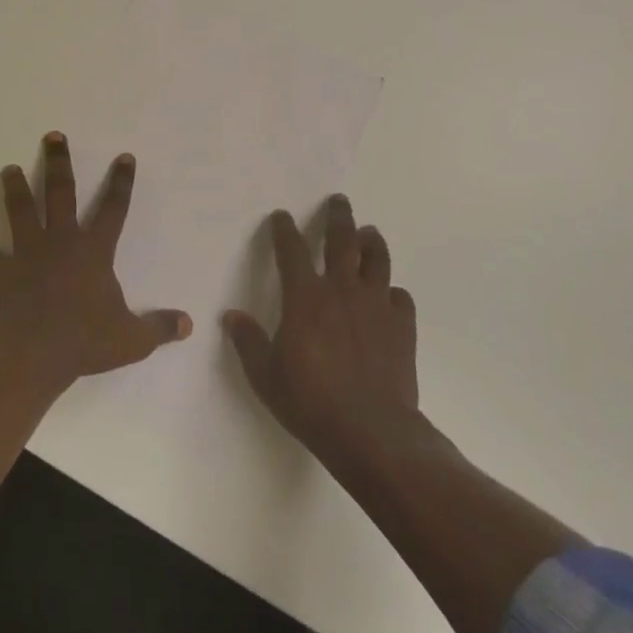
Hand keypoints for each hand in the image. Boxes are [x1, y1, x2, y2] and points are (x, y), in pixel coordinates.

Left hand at [0, 133, 191, 392]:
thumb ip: (159, 328)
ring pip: (21, 211)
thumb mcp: (132, 339)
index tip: (124, 156)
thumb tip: (188, 324)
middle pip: (60, 193)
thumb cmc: (84, 342)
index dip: (121, 182)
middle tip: (52, 136)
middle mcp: (61, 242)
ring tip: (8, 169)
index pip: (114, 208)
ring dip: (15, 189)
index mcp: (94, 251)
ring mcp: (27, 254)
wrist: (32, 355)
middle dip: (58, 163)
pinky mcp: (1, 272)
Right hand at [223, 197, 419, 470]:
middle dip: (338, 216)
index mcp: (305, 297)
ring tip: (369, 232)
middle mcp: (342, 290)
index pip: (292, 250)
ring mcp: (376, 305)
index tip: (281, 216)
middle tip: (339, 201)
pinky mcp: (402, 325)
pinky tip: (389, 296)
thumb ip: (248, 342)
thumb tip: (231, 316)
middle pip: (342, 239)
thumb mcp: (266, 376)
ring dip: (372, 241)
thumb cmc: (311, 402)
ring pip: (377, 258)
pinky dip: (393, 292)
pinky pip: (400, 296)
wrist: (371, 431)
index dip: (284, 229)